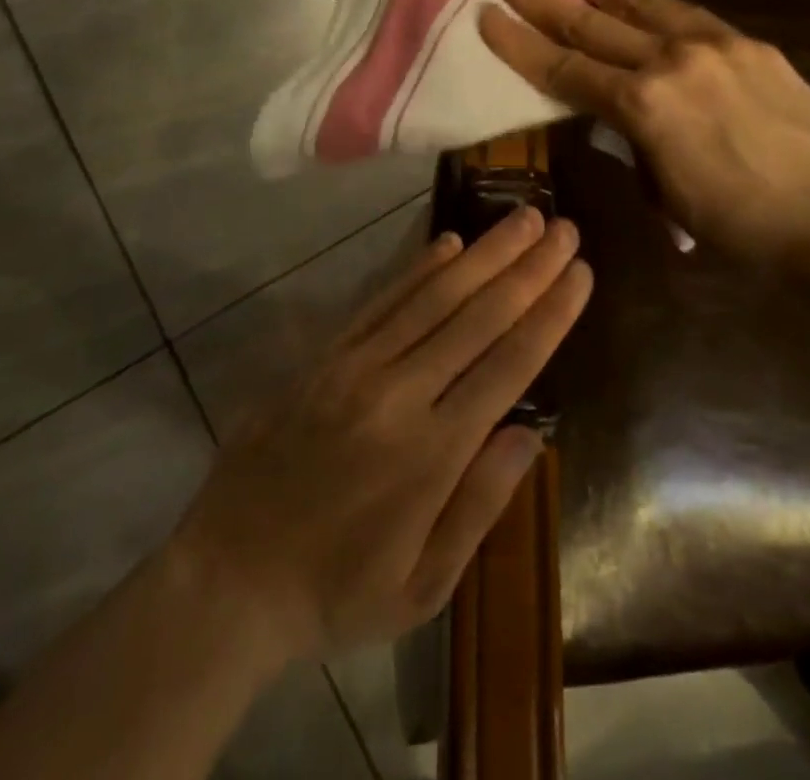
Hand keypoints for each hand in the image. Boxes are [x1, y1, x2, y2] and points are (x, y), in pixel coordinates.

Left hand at [165, 209, 589, 665]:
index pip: (508, 365)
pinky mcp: (323, 355)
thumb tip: (531, 433)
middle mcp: (398, 393)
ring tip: (522, 217)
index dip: (549, 314)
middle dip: (528, 268)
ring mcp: (355, 367)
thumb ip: (479, 505)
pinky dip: (418, 267)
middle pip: (478, 316)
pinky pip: (380, 300)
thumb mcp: (422, 586)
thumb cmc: (337, 591)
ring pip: (432, 295)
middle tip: (564, 227)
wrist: (228, 577)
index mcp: (431, 453)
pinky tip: (449, 241)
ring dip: (484, 253)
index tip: (581, 273)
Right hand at [478, 0, 809, 268]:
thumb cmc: (739, 221)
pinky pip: (686, 14)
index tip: (486, 13)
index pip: (564, 68)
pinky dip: (652, 0)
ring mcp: (712, 45)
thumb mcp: (664, 192)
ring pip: (639, 4)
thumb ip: (632, 142)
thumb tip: (619, 117)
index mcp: (642, 106)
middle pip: (590, 24)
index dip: (519, 42)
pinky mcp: (746, 43)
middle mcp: (669, 62)